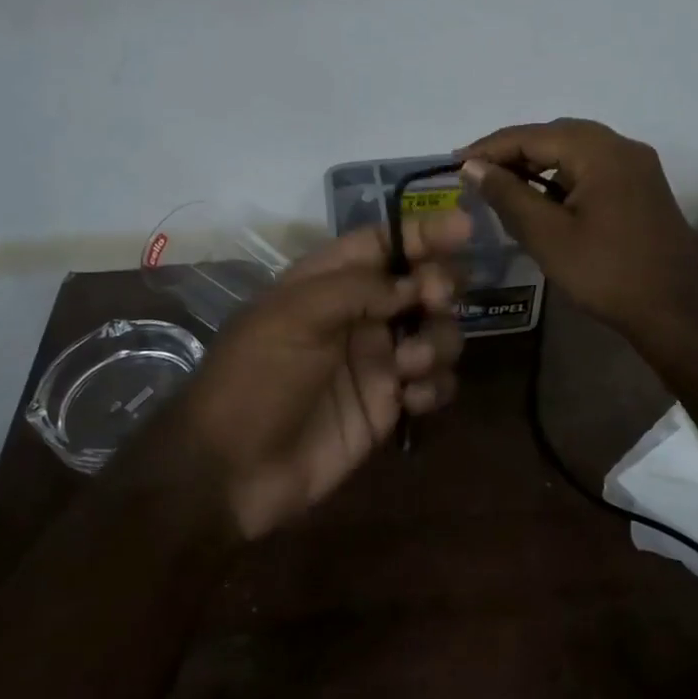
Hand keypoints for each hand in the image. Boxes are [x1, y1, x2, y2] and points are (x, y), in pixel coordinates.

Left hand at [175, 210, 470, 540]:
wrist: (232, 470)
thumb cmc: (254, 378)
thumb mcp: (293, 316)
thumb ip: (357, 288)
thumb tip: (412, 284)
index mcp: (329, 282)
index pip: (384, 242)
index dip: (423, 232)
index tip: (465, 228)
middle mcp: (359, 315)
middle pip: (421, 283)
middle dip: (439, 286)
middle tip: (434, 300)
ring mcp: (377, 361)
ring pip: (438, 332)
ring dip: (438, 340)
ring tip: (408, 365)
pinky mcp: (389, 405)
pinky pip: (435, 383)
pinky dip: (435, 386)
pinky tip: (410, 400)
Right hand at [459, 118, 697, 337]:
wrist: (678, 312)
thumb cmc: (607, 273)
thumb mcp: (547, 235)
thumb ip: (508, 195)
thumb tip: (473, 167)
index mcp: (600, 151)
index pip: (532, 135)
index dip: (490, 147)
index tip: (454, 163)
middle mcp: (622, 147)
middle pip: (555, 135)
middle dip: (513, 151)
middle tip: (475, 173)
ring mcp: (637, 166)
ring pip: (575, 150)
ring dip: (537, 163)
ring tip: (501, 184)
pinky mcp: (642, 188)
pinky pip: (593, 168)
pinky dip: (562, 176)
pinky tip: (542, 197)